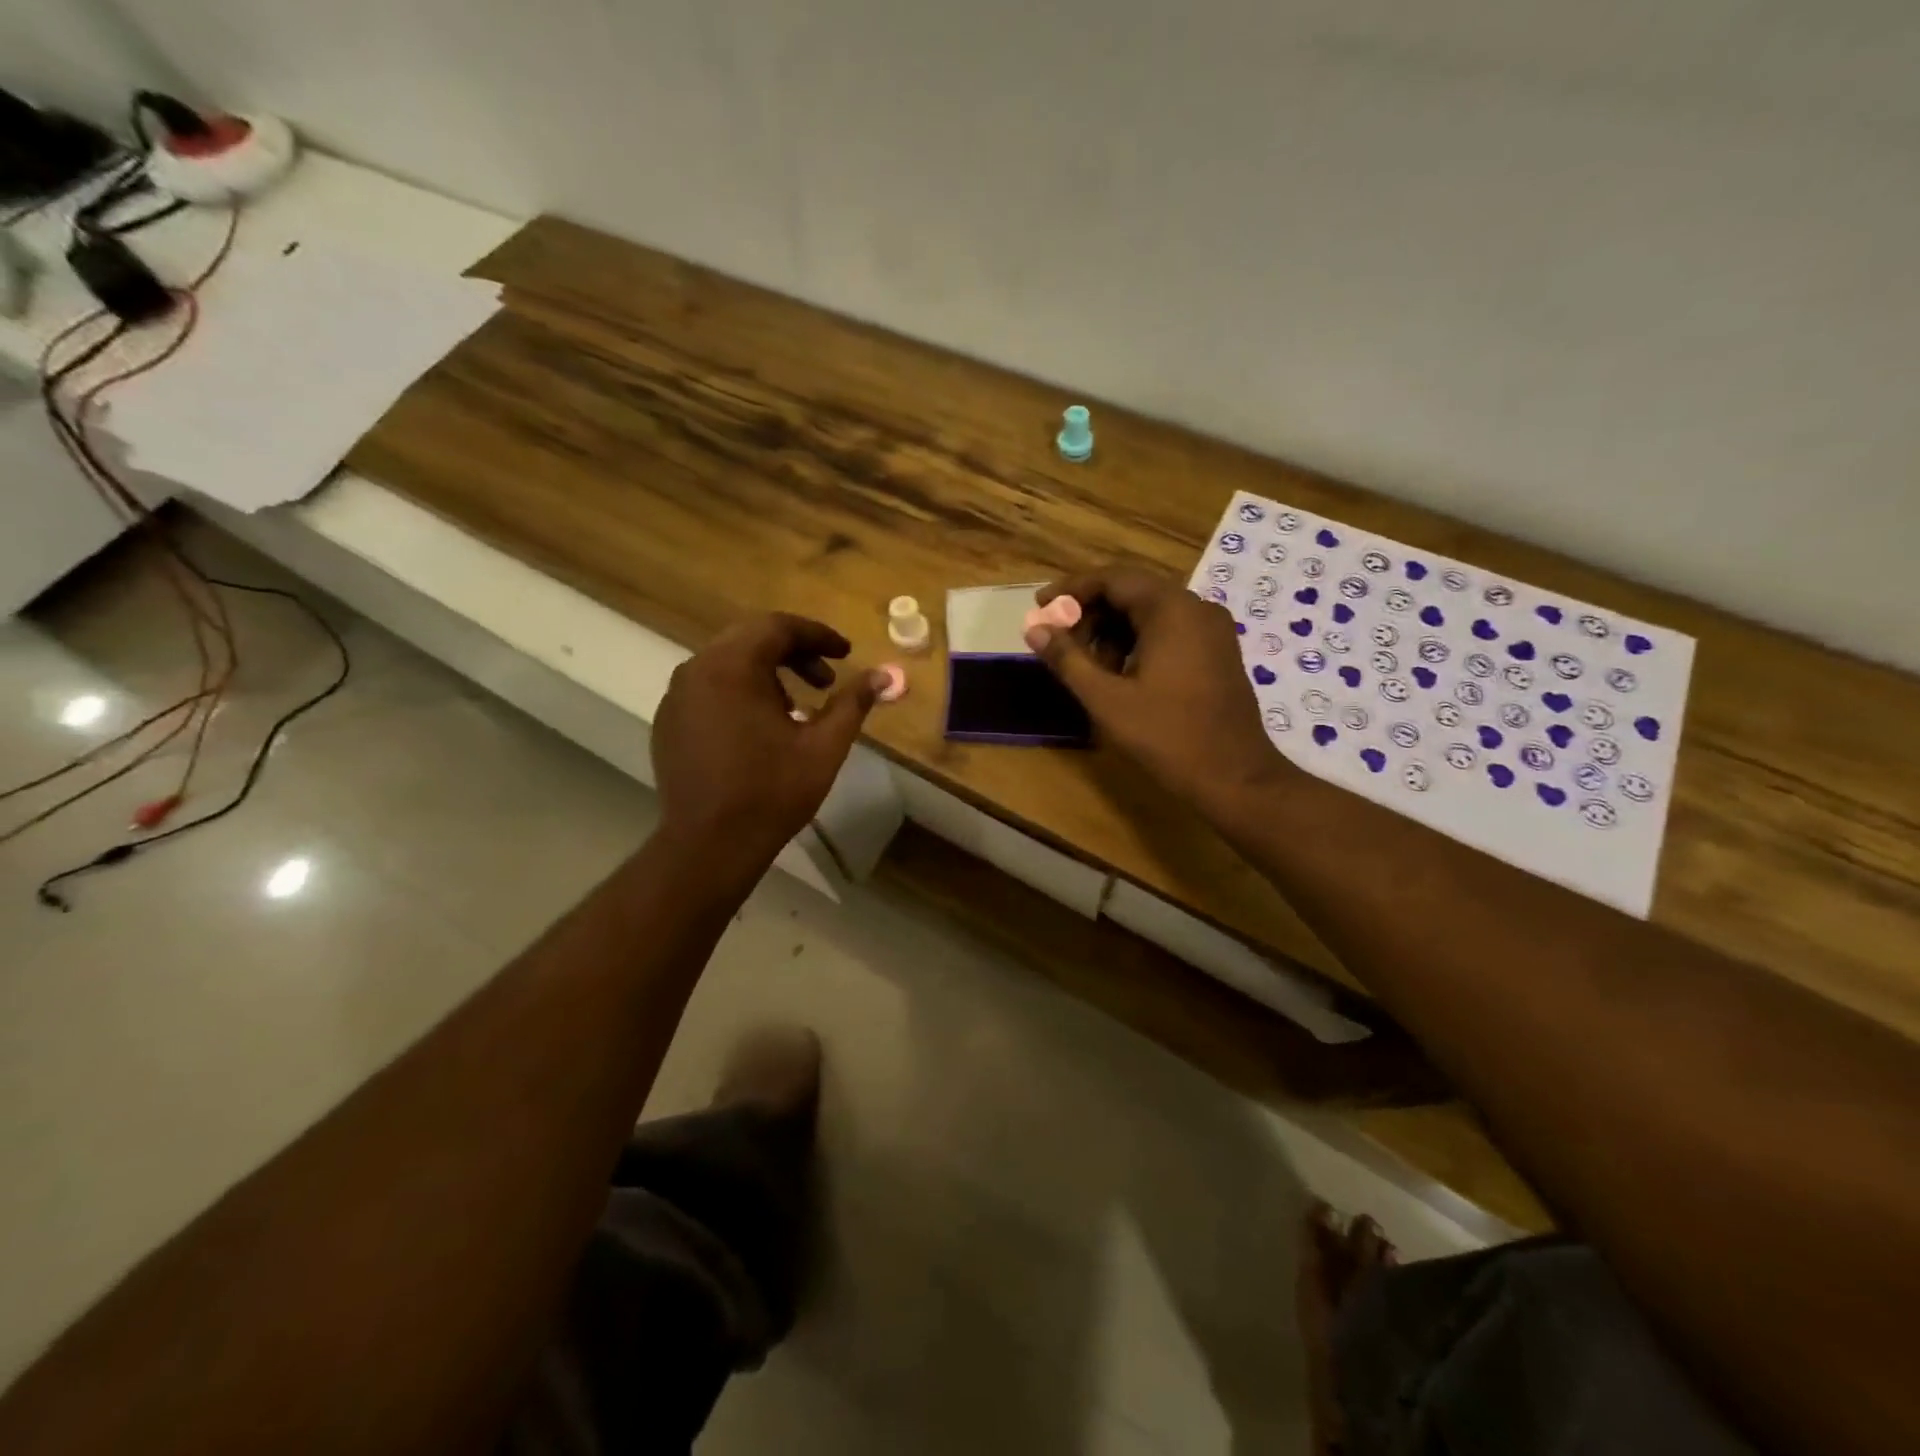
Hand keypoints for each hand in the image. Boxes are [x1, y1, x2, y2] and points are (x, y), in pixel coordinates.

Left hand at [652, 613, 884, 863]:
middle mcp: (696, 670)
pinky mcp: (668, 722)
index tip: (846, 653)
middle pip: (750, 639)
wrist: (708, 845)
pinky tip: (761, 727)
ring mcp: (677, 697)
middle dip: (794, 653)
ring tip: (798, 707)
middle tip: (826, 679)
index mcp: (732, 667)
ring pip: (728, 663)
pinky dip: (740, 692)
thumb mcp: (823, 746)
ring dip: (767, 673)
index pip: (778, 627)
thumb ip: (853, 703)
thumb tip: (883, 675)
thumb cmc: (771, 792)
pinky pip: (709, 688)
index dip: (817, 635)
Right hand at [1026, 567, 1285, 816]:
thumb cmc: (1167, 736)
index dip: (1071, 590)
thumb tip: (1034, 628)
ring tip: (1087, 665)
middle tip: (1060, 642)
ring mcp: (1212, 630)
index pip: (1112, 579)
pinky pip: (1170, 630)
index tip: (1041, 608)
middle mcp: (1196, 608)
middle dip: (1090, 613)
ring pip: (1150, 612)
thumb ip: (1067, 659)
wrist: (1235, 777)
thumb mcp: (1107, 699)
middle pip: (1132, 592)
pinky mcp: (1217, 652)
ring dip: (1112, 629)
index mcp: (1171, 609)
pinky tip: (1119, 674)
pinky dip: (1138, 641)